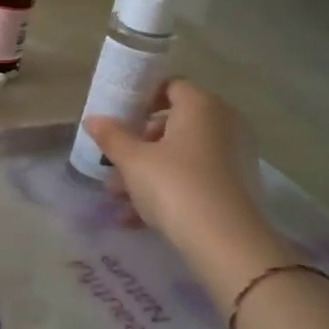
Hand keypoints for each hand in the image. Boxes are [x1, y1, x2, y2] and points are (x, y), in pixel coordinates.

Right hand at [84, 80, 287, 293]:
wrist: (224, 241)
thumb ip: (111, 136)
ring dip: (148, 172)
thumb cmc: (174, 185)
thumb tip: (92, 119)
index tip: (118, 119)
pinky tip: (136, 217)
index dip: (141, 100)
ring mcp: (234, 156)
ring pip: (181, 156)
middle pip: (174, 124)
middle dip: (140, 143)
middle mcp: (223, 123)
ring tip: (117, 197)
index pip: (169, 87)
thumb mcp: (133, 160)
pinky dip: (168, 190)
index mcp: (201, 106)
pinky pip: (194, 178)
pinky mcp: (236, 187)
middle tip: (115, 161)